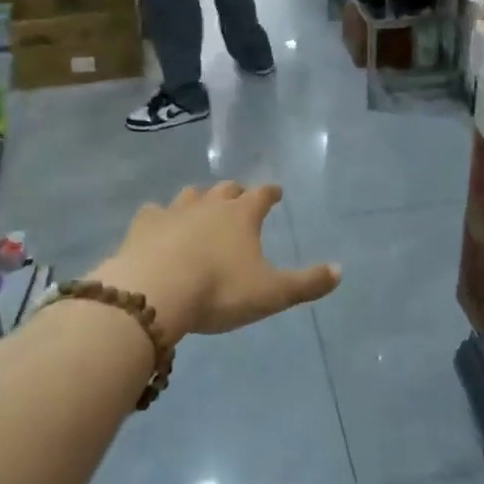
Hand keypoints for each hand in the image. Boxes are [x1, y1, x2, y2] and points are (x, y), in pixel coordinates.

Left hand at [91, 182, 340, 337]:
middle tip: (239, 197)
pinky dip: (160, 216)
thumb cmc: (219, 290)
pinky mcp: (144, 225)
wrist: (156, 292)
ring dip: (199, 198)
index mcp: (242, 216)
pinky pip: (154, 212)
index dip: (270, 193)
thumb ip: (306, 283)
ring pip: (191, 195)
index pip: (262, 195)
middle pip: (225, 190)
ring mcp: (174, 211)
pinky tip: (158, 224)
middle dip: (235, 192)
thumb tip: (340, 270)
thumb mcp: (271, 293)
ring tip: (201, 206)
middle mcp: (209, 205)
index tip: (275, 192)